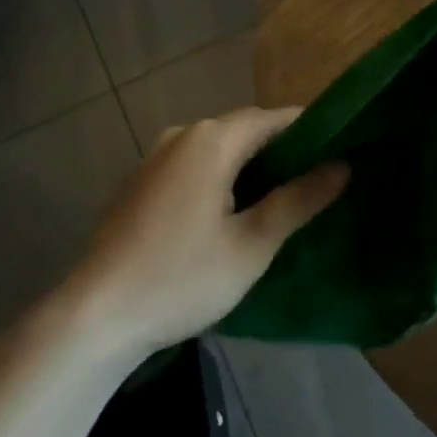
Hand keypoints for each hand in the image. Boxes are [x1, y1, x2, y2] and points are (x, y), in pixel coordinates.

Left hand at [73, 108, 348, 355]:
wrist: (93, 318)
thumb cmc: (181, 278)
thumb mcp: (252, 245)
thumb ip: (300, 200)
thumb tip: (343, 166)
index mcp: (213, 140)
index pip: (276, 118)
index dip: (312, 130)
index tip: (341, 148)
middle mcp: (184, 134)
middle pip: (247, 129)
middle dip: (283, 149)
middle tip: (317, 178)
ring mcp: (156, 155)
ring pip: (219, 147)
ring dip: (251, 164)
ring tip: (282, 196)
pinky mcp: (141, 180)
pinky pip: (194, 164)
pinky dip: (221, 175)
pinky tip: (230, 211)